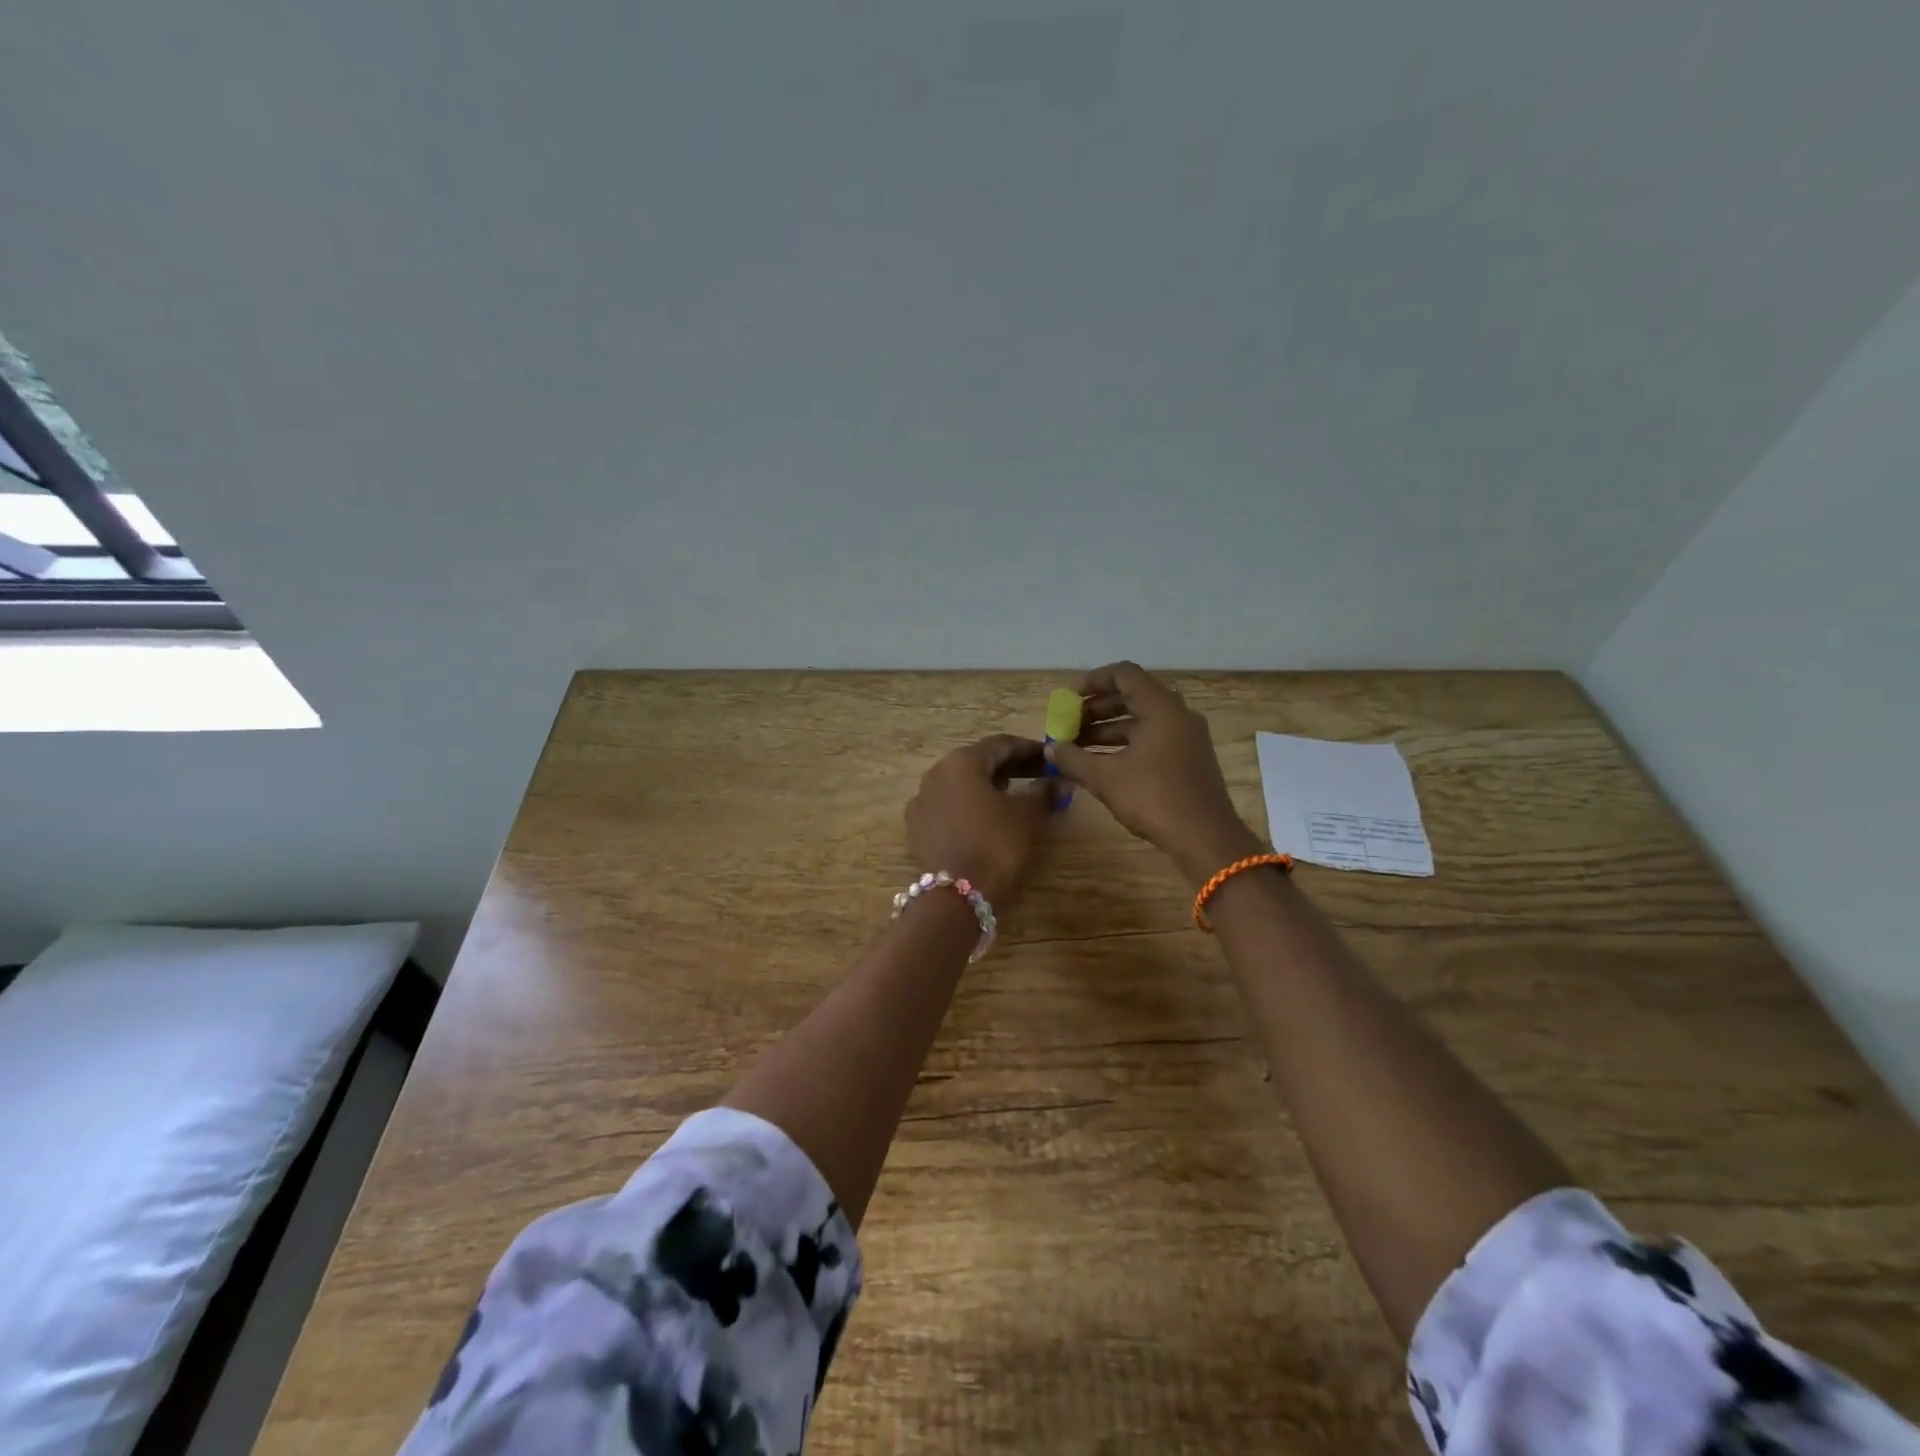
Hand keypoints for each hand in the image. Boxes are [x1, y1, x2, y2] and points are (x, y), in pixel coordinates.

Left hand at [905, 734, 1059, 910]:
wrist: (956, 898)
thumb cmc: (996, 846)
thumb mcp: (1028, 817)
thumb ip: (1045, 792)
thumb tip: (1063, 781)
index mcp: (961, 762)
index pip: (1001, 744)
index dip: (1029, 749)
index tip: (1051, 758)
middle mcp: (936, 773)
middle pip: (978, 762)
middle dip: (1010, 767)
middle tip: (1038, 776)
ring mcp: (922, 800)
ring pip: (961, 783)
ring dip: (989, 785)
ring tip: (1016, 796)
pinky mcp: (917, 827)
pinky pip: (949, 805)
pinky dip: (970, 805)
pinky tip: (987, 818)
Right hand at [1045, 662, 1261, 885]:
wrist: (1206, 838)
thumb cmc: (1155, 798)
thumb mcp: (1106, 778)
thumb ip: (1073, 759)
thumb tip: (1050, 749)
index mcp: (1161, 708)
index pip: (1124, 674)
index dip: (1093, 681)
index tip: (1068, 698)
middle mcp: (1177, 715)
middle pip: (1131, 697)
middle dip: (1096, 709)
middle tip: (1069, 724)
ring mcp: (1186, 737)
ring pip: (1141, 721)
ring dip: (1108, 729)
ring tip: (1077, 747)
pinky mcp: (1188, 759)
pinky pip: (1152, 739)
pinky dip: (1125, 744)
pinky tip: (1101, 764)